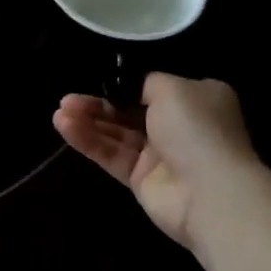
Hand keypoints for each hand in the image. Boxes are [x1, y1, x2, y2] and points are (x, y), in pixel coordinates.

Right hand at [53, 74, 259, 247]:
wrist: (211, 193)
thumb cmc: (197, 129)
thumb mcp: (173, 88)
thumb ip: (144, 82)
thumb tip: (129, 84)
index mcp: (196, 100)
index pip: (153, 87)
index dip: (123, 83)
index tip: (96, 78)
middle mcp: (179, 126)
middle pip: (129, 110)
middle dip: (98, 103)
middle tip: (67, 98)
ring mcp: (159, 155)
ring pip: (116, 133)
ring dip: (88, 121)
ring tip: (59, 112)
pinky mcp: (140, 179)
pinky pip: (111, 155)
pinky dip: (89, 141)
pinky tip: (65, 127)